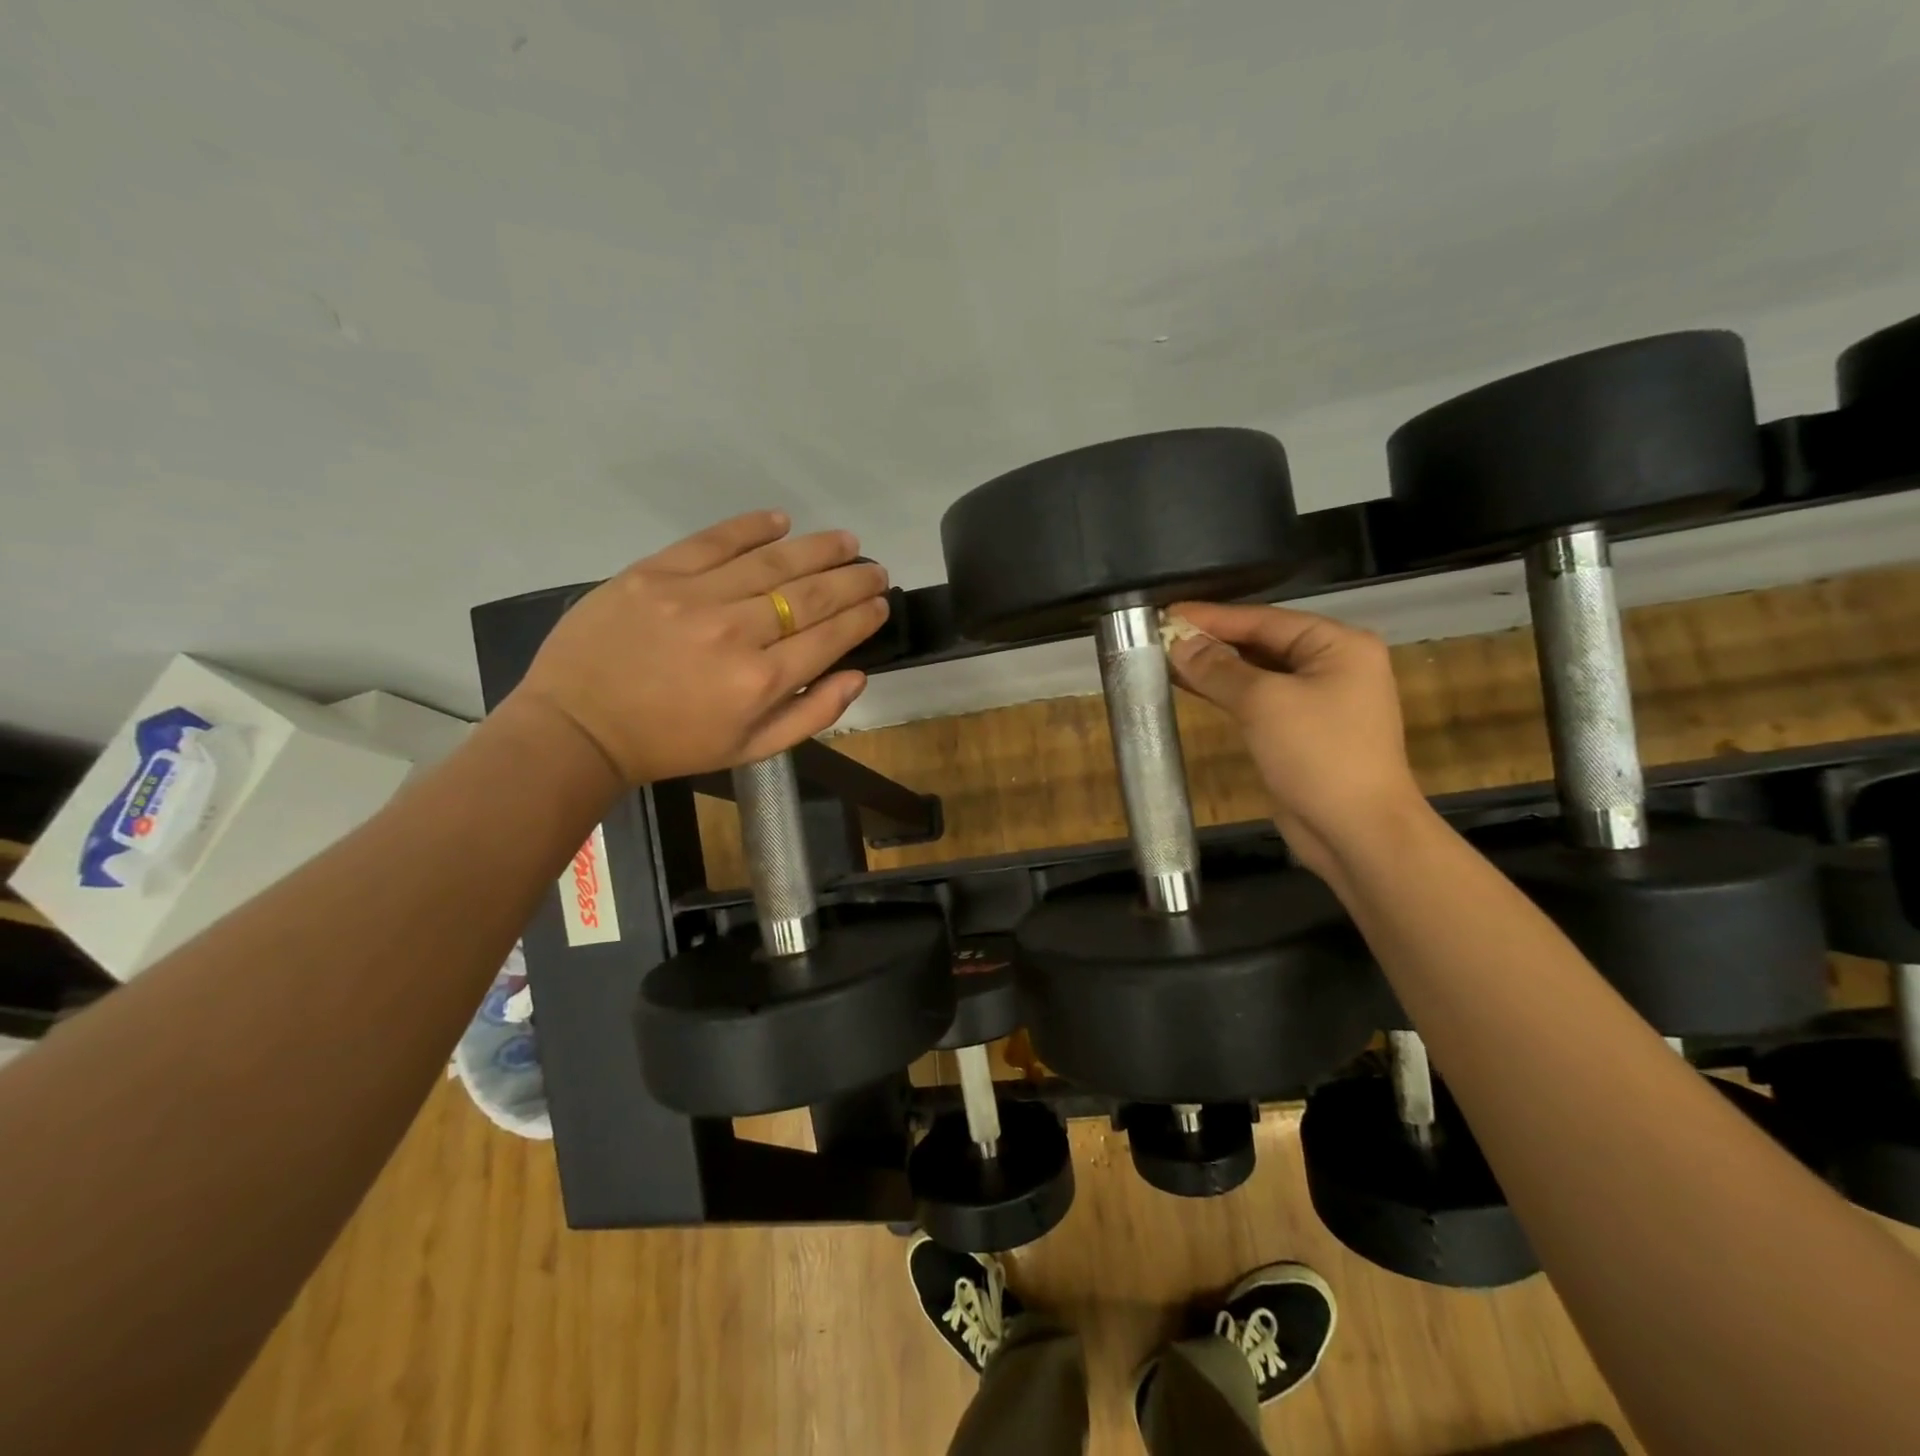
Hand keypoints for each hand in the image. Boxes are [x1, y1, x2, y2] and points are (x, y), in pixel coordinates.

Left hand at [510, 511, 888, 784]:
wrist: (579, 727)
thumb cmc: (672, 745)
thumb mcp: (750, 749)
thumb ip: (811, 715)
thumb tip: (858, 675)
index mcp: (761, 682)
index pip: (829, 636)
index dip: (862, 616)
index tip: (880, 603)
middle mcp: (736, 632)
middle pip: (809, 594)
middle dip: (852, 579)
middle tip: (875, 569)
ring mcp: (693, 597)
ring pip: (772, 561)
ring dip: (817, 548)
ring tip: (846, 541)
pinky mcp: (655, 572)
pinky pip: (714, 540)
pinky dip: (752, 527)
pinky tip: (781, 520)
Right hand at [1166, 601, 1423, 876]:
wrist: (1356, 832)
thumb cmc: (1318, 755)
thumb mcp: (1264, 703)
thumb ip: (1218, 670)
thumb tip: (1178, 644)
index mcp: (1337, 645)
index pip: (1264, 620)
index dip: (1212, 617)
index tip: (1166, 613)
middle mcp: (1331, 665)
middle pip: (1261, 643)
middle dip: (1211, 641)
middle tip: (1159, 635)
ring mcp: (1317, 700)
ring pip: (1256, 673)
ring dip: (1214, 668)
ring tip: (1165, 658)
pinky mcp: (1300, 731)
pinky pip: (1257, 700)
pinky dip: (1225, 693)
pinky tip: (1191, 687)